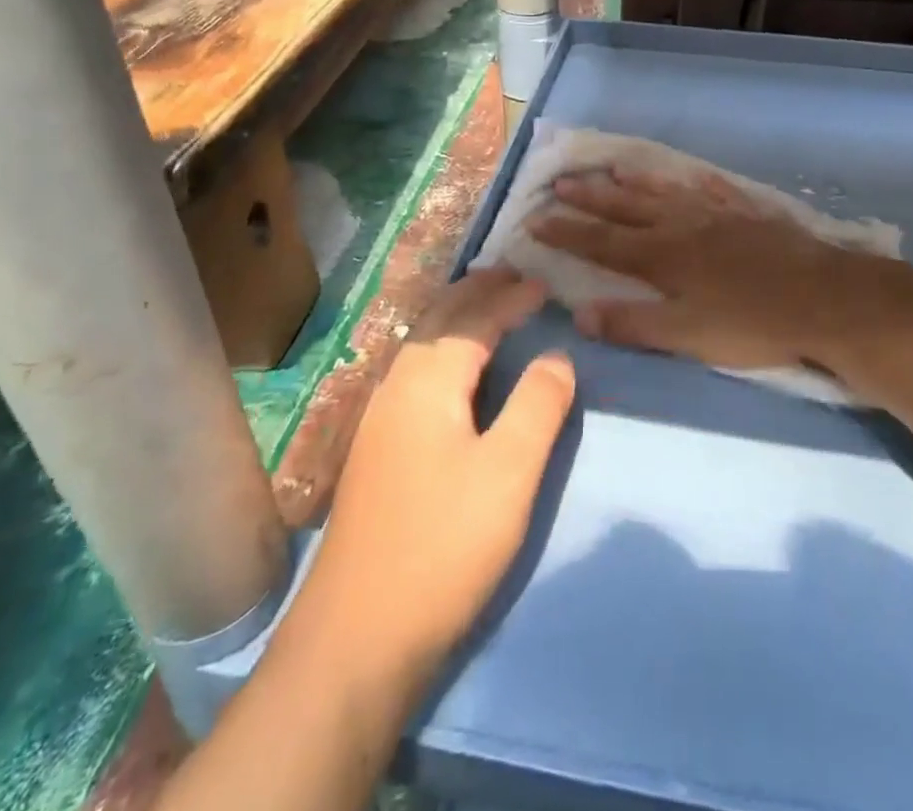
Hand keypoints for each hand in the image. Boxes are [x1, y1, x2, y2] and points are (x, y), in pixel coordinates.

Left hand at [293, 269, 574, 690]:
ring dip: (455, 316)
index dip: (511, 298)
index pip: (476, 319)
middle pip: (439, 319)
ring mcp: (378, 418)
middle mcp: (397, 385)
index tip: (545, 284)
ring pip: (420, 343)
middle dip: (477, 292)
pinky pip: (413, 369)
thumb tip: (557, 354)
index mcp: (429, 380)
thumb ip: (538, 404)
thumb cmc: (443, 545)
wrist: (355, 637)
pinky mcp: (375, 449)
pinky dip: (441, 346)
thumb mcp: (509, 472)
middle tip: (512, 275)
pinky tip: (449, 369)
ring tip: (484, 306)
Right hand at [530, 168, 880, 373]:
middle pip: (627, 208)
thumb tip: (579, 313)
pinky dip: (694, 182)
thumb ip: (633, 323)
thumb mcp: (687, 335)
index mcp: (662, 257)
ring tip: (611, 167)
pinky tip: (688, 175)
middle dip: (591, 197)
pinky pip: (713, 190)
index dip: (567, 231)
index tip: (536, 218)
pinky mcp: (749, 213)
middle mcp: (682, 226)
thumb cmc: (752, 324)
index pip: (602, 242)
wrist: (825, 299)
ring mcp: (718, 214)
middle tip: (561, 181)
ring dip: (635, 181)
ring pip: (666, 191)